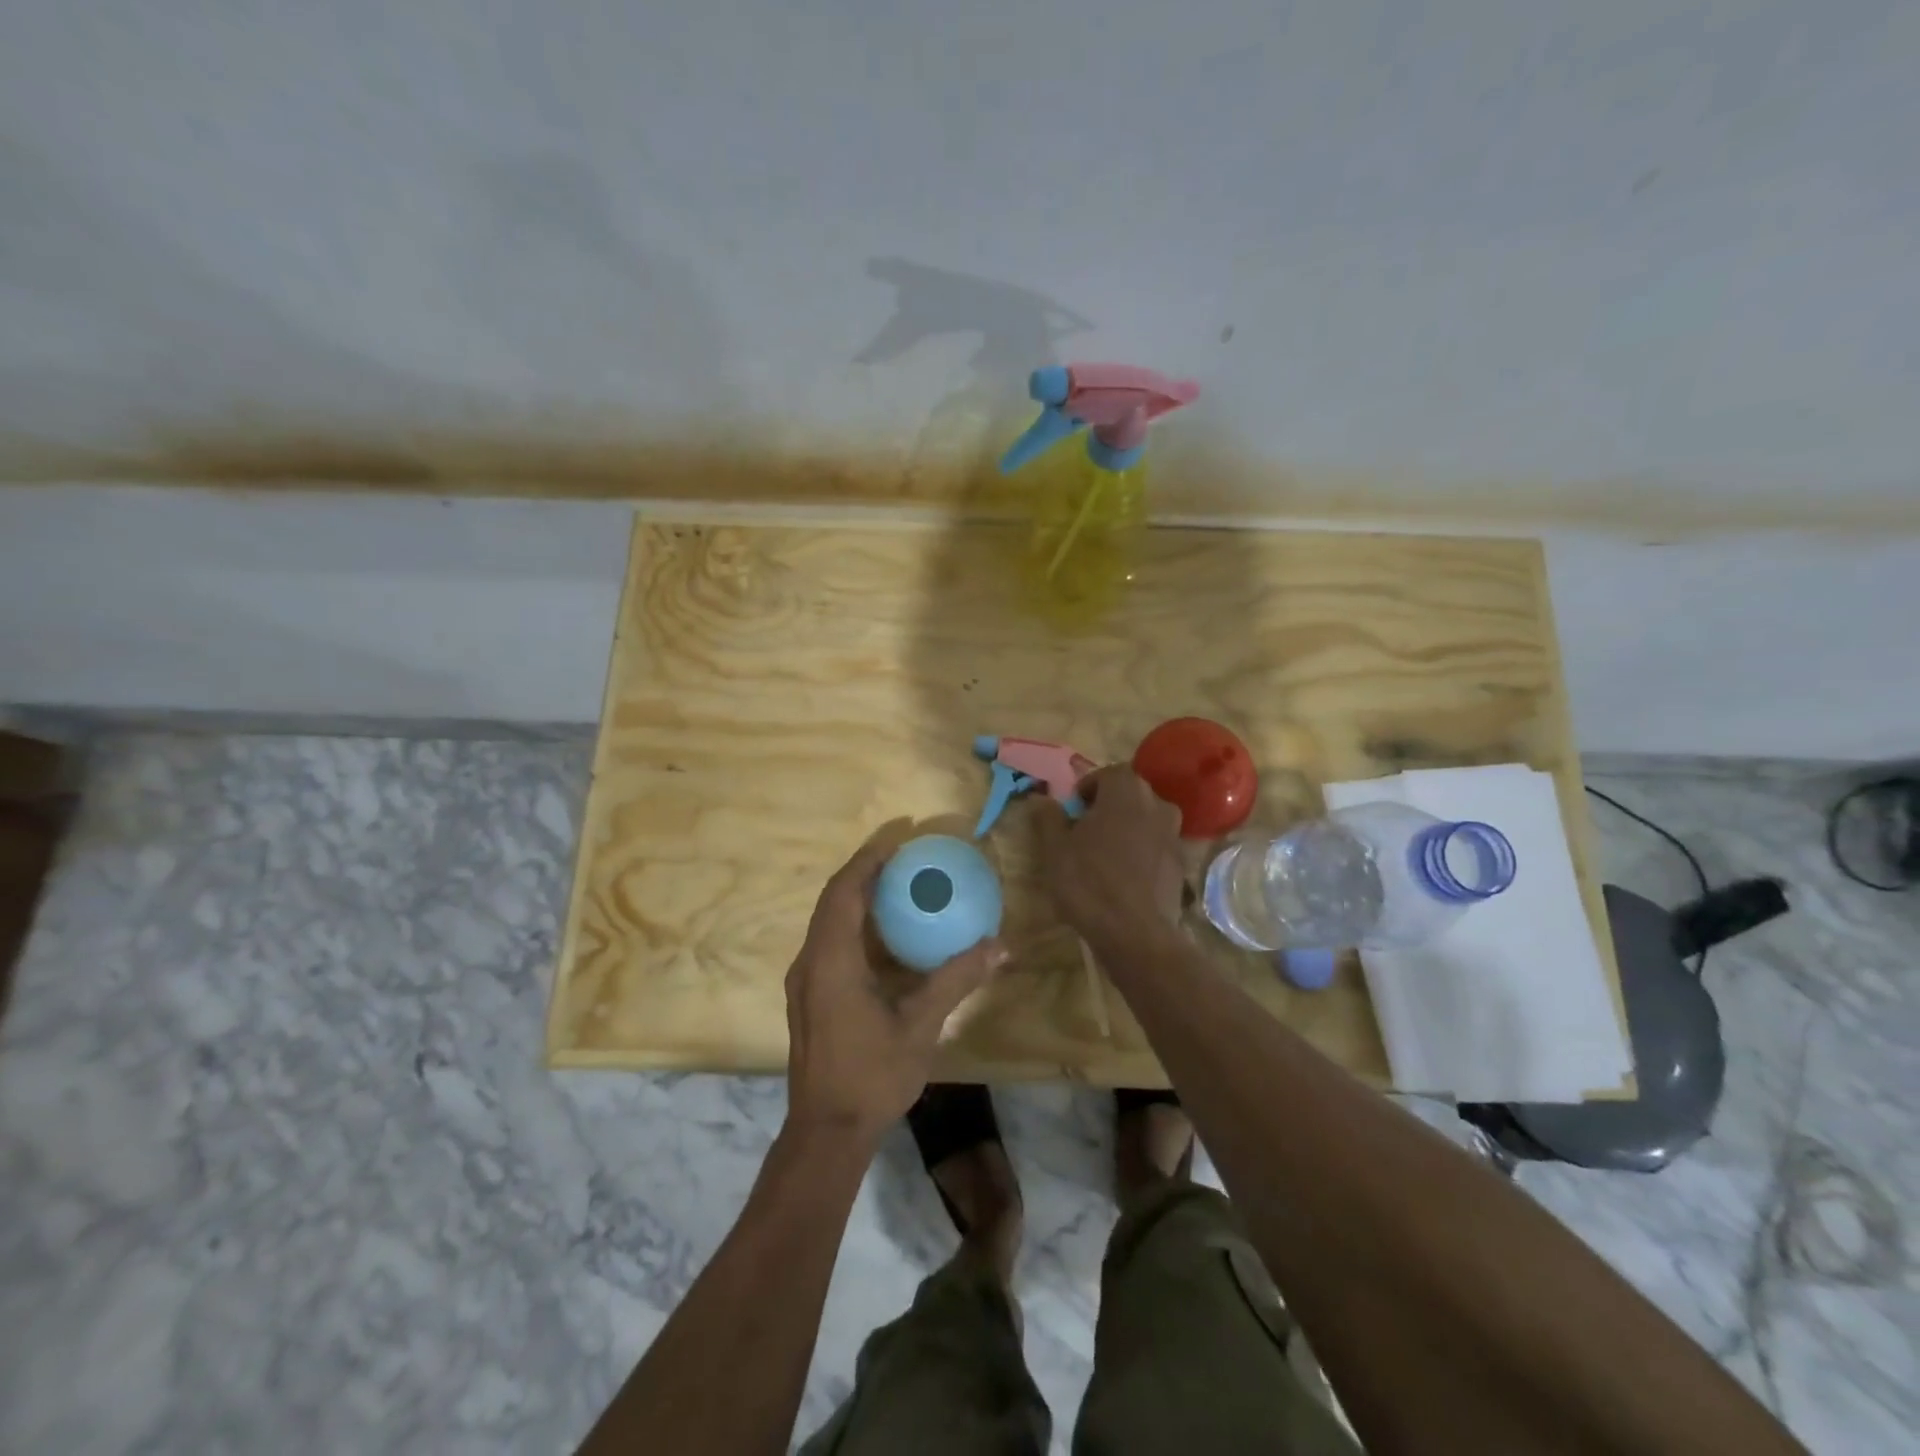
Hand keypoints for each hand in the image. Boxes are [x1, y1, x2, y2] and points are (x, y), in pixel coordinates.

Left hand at [785, 837, 1007, 1142]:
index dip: (868, 858)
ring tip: (897, 883)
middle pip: (833, 899)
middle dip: (865, 870)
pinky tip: (886, 934)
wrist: (826, 1132)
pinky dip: (855, 924)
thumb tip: (999, 946)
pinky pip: (829, 942)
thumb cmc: (872, 1076)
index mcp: (831, 961)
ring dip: (858, 896)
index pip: (844, 891)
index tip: (898, 835)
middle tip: (904, 853)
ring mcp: (805, 980)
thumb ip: (956, 980)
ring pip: (828, 921)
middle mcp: (810, 962)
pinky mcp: (809, 996)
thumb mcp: (920, 1026)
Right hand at [1036, 766, 1185, 944]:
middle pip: (1130, 794)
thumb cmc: (1088, 881)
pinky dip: (1142, 852)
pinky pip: (1157, 846)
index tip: (1072, 810)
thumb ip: (1048, 818)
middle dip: (1108, 806)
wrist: (1135, 933)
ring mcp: (1173, 834)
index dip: (1087, 789)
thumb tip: (1040, 799)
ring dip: (1127, 828)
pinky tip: (1125, 876)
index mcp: (1125, 790)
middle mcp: (1156, 803)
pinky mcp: (1181, 863)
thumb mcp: (1055, 848)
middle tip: (1085, 830)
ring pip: (1146, 819)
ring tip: (1105, 853)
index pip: (1106, 774)